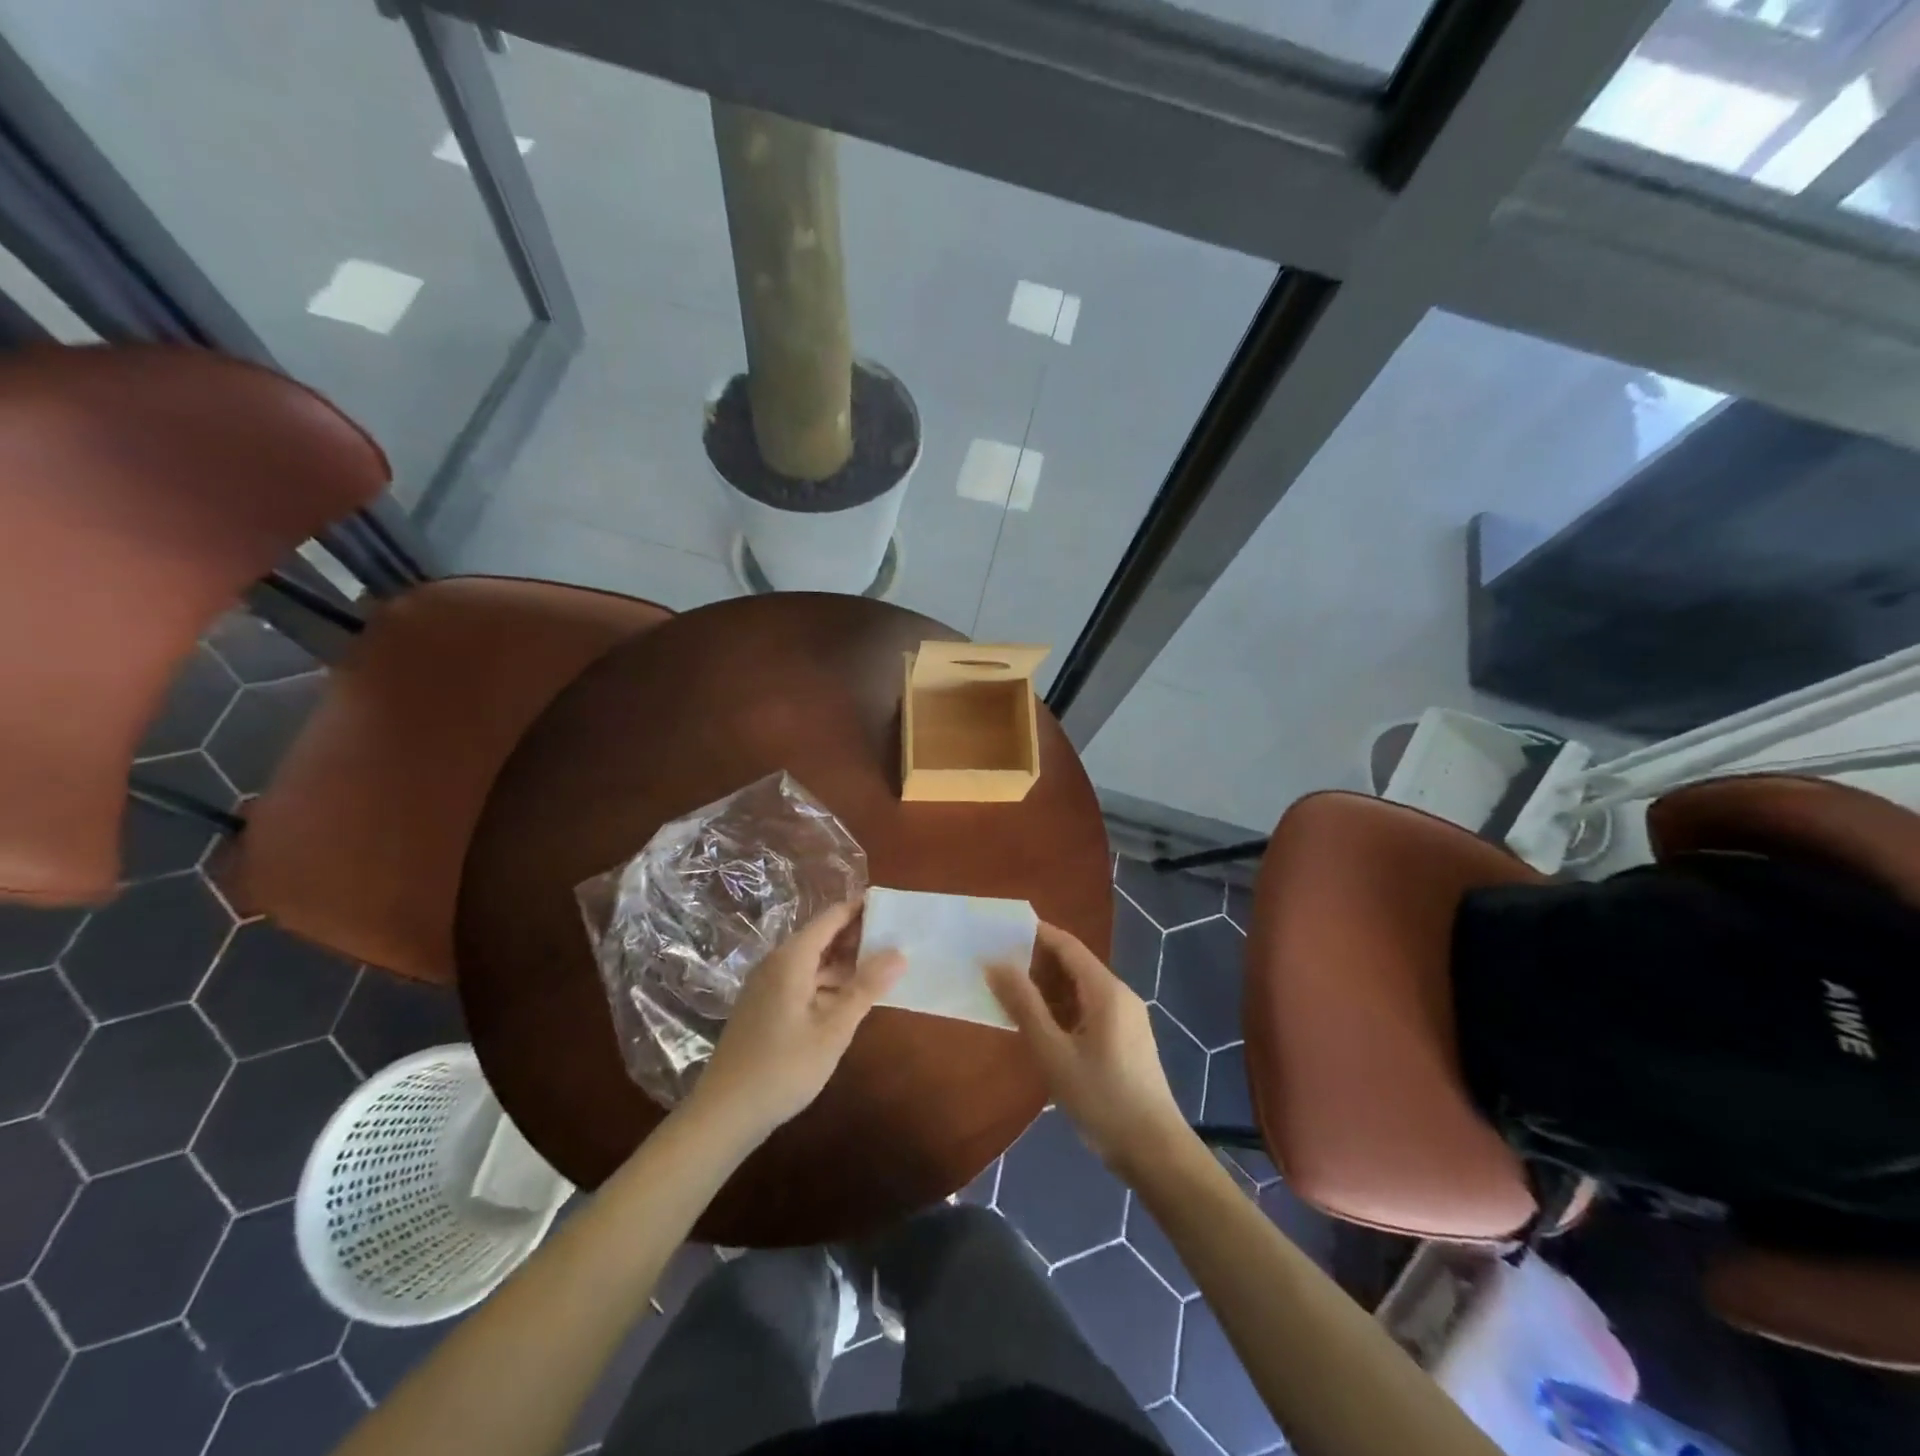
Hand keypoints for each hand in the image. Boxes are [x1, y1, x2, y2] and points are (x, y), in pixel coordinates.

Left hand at [684, 899, 905, 1144]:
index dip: (862, 910)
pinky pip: (802, 980)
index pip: (832, 917)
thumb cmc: (783, 1068)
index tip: (893, 910)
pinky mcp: (764, 1006)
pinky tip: (850, 1000)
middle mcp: (777, 963)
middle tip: (897, 943)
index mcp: (792, 959)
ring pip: (813, 961)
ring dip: (845, 964)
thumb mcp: (833, 1029)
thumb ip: (866, 987)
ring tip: (882, 971)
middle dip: (858, 937)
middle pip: (822, 936)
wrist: (723, 1114)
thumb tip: (899, 952)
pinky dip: (828, 983)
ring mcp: (767, 985)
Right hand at [987, 921, 1189, 1174]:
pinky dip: (1063, 1009)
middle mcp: (1120, 994)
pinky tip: (1041, 1027)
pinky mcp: (1127, 1039)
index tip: (1000, 933)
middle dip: (1037, 963)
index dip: (1035, 935)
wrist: (1154, 1151)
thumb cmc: (1101, 1098)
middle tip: (998, 970)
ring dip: (1048, 989)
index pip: (1067, 945)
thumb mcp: (1053, 1053)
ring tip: (1011, 998)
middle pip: (1075, 964)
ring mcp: (1126, 1017)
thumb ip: (1024, 1005)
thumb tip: (995, 964)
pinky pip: (1090, 1009)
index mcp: (1106, 990)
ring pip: (1081, 989)